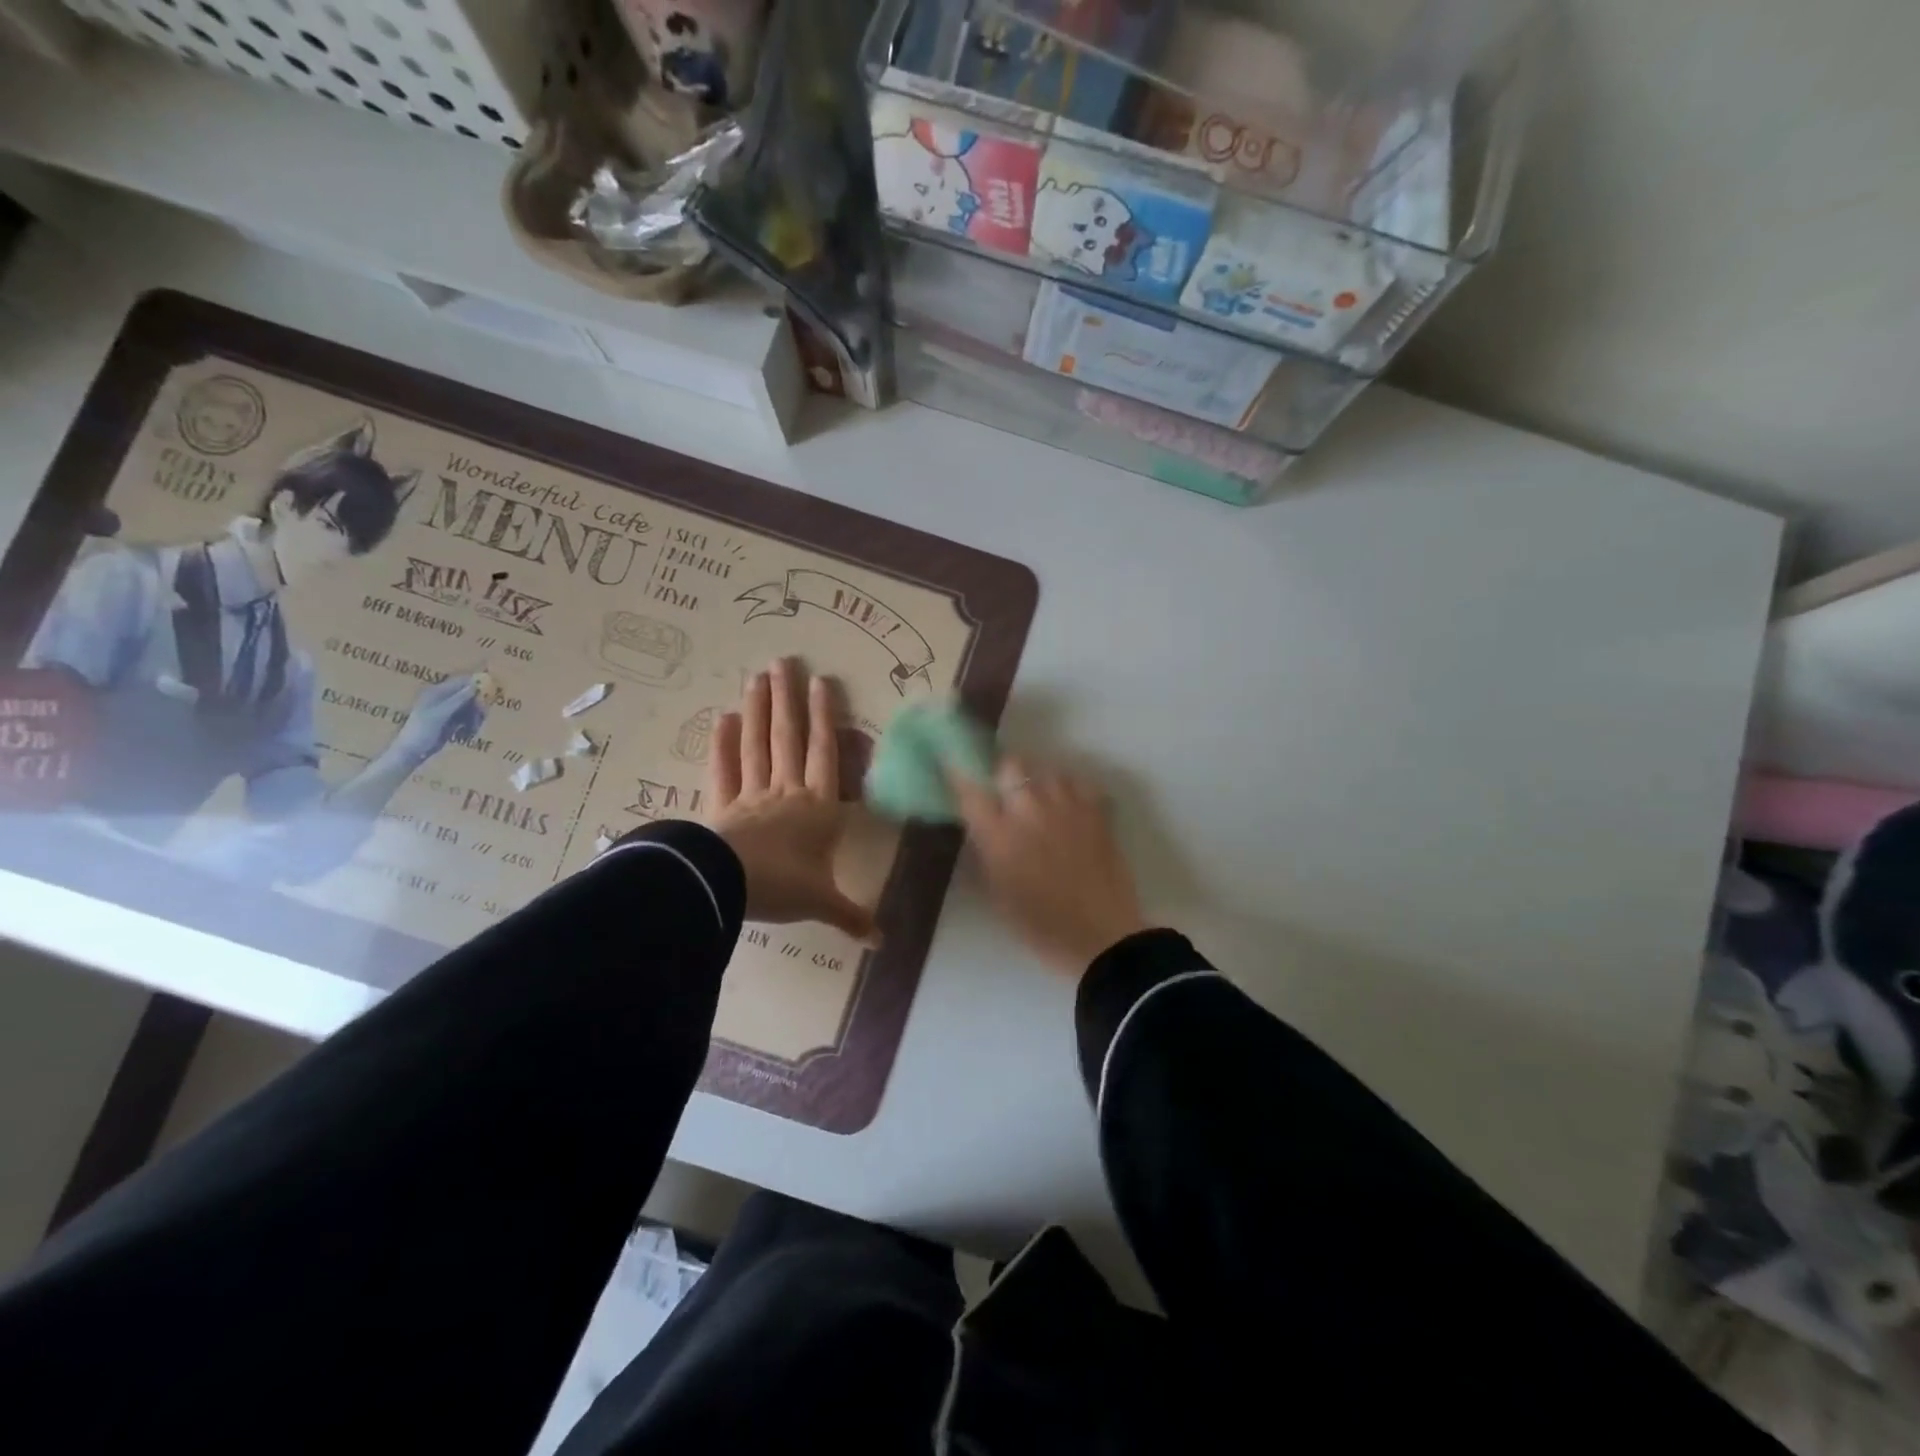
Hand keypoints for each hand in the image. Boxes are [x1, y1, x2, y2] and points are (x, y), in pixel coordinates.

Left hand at [391, 674, 484, 762]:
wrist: (411, 752)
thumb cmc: (421, 731)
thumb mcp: (439, 715)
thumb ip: (457, 700)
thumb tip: (475, 686)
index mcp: (436, 693)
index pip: (461, 682)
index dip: (476, 685)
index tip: (490, 695)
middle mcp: (443, 698)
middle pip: (469, 695)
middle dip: (478, 705)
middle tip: (483, 717)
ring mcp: (448, 710)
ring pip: (471, 707)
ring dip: (476, 717)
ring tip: (473, 730)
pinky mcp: (451, 721)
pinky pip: (468, 718)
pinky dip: (471, 725)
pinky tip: (468, 734)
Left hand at [706, 658, 875, 941]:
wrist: (729, 887)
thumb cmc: (784, 886)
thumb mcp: (822, 903)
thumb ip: (851, 917)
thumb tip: (882, 942)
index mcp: (817, 808)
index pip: (825, 754)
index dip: (825, 718)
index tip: (822, 682)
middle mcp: (786, 792)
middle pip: (788, 738)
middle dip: (787, 700)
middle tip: (783, 662)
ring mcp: (751, 795)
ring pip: (756, 745)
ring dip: (757, 710)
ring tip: (756, 677)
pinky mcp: (721, 807)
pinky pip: (722, 771)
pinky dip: (721, 745)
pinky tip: (721, 718)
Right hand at [951, 759, 1148, 976]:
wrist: (1100, 937)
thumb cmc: (1040, 926)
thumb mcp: (998, 891)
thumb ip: (987, 850)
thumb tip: (981, 825)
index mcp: (999, 835)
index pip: (970, 790)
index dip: (960, 775)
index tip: (955, 768)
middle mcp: (1029, 810)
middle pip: (1009, 765)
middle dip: (1003, 772)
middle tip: (1004, 790)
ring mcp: (1066, 806)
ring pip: (1046, 769)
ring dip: (1038, 780)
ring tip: (1039, 799)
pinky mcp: (1096, 812)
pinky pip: (1078, 782)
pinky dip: (1070, 788)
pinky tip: (1069, 805)